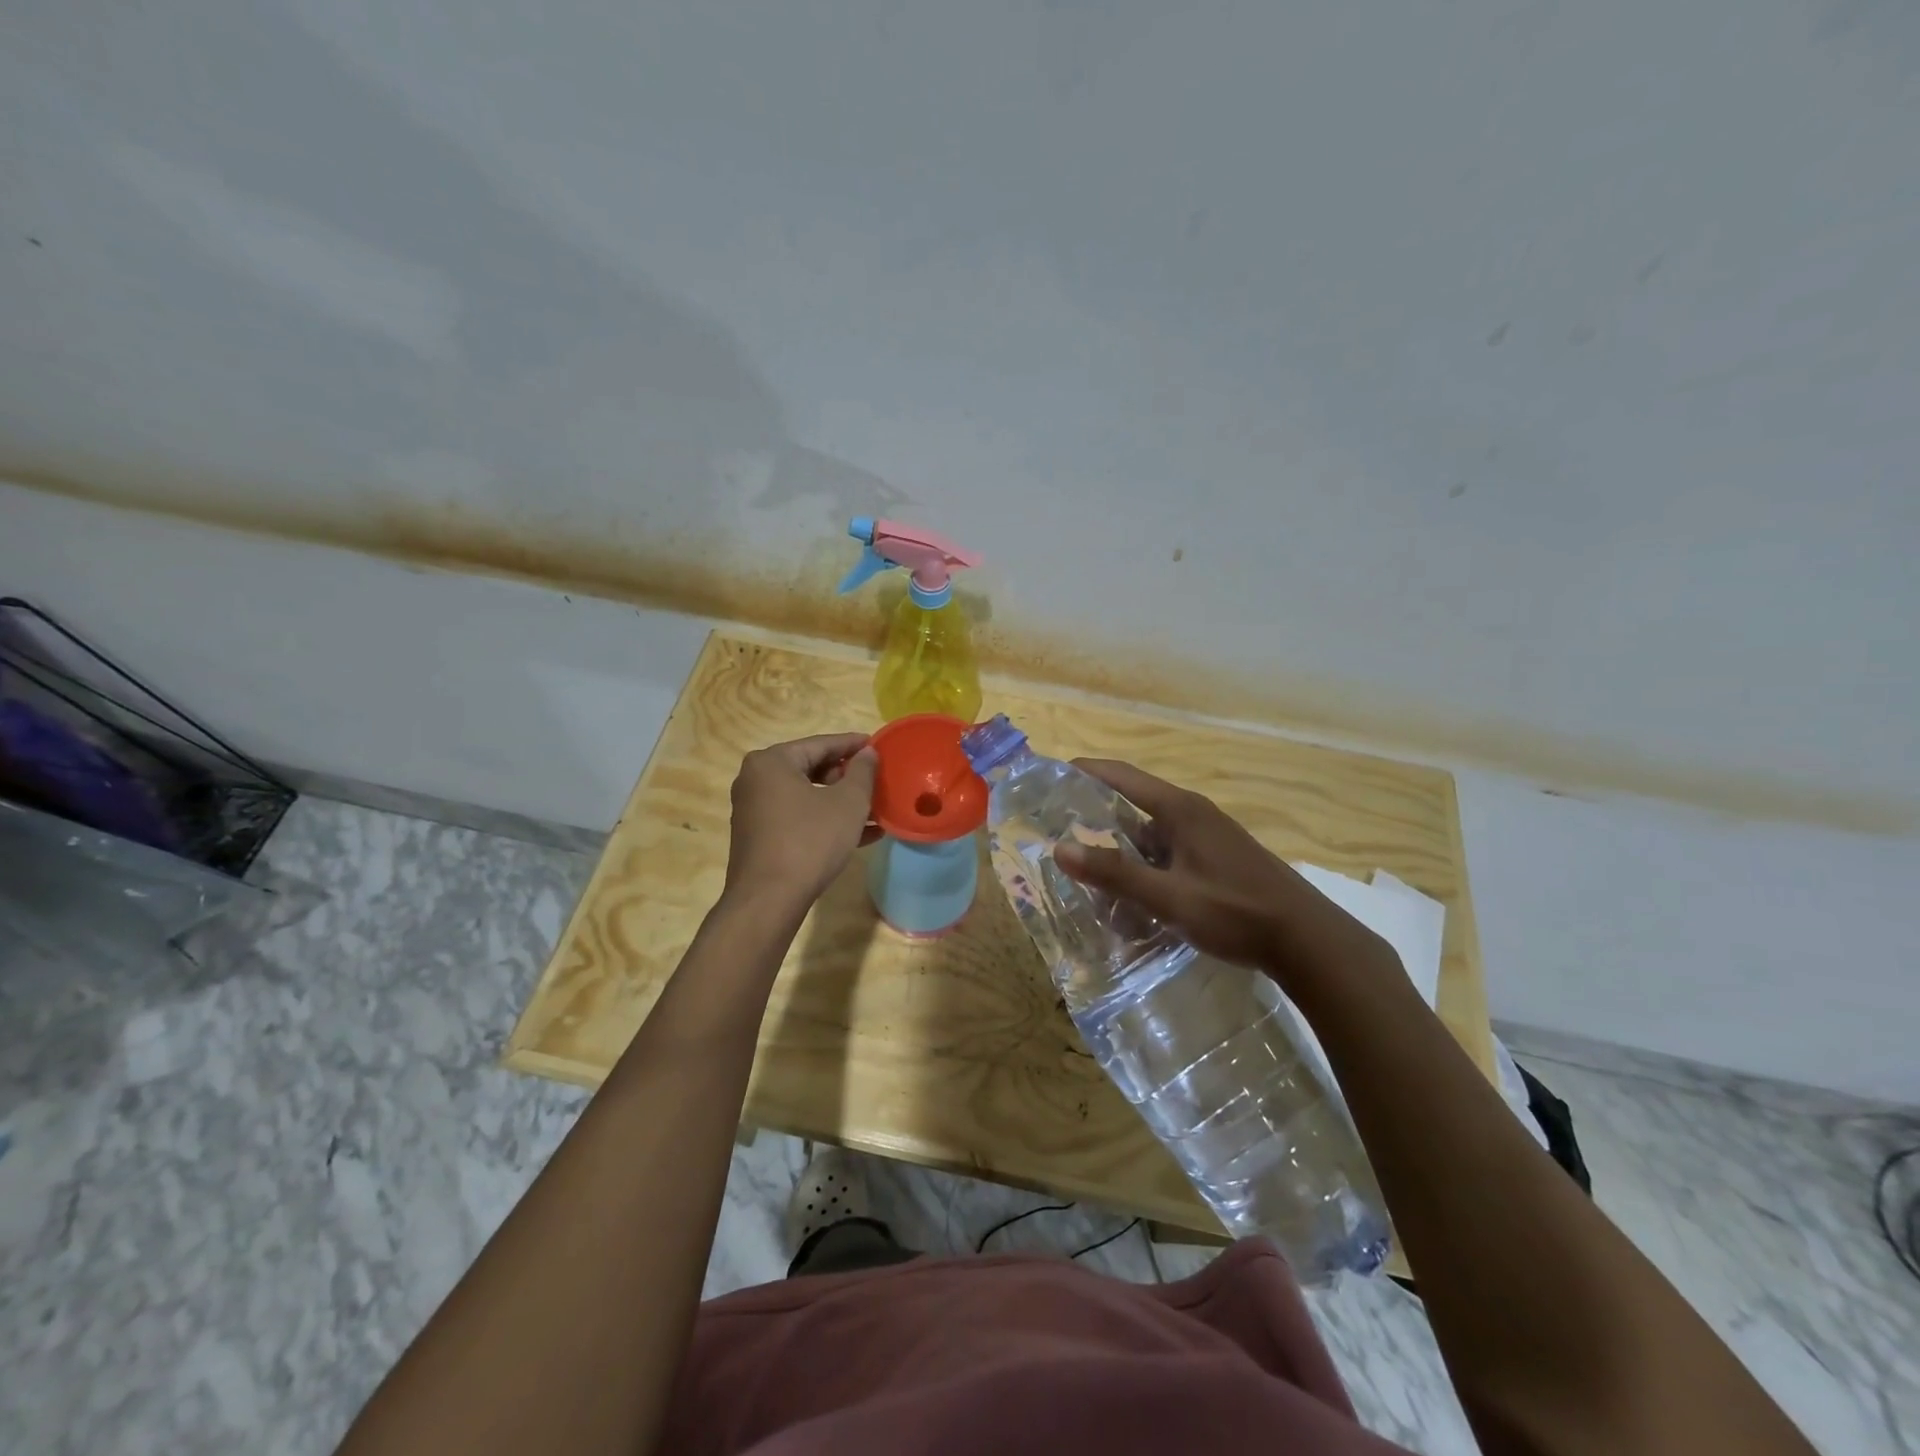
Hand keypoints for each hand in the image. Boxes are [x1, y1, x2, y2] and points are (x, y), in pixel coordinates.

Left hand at [722, 733, 879, 911]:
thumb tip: (868, 753)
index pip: (821, 744)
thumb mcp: (848, 803)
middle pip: (811, 768)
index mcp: (772, 762)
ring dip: (841, 802)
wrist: (768, 900)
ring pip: (807, 796)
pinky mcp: (759, 837)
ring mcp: (755, 810)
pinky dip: (825, 821)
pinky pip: (798, 818)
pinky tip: (861, 835)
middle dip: (848, 777)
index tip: (878, 745)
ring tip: (876, 810)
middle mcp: (756, 780)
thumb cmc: (810, 841)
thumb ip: (862, 772)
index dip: (853, 745)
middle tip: (877, 781)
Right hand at [1055, 759, 1399, 987]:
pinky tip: (1132, 889)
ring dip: (1120, 842)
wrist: (1308, 941)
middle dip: (1095, 810)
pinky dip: (1143, 861)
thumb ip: (1115, 874)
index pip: (1122, 776)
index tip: (1050, 774)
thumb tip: (1060, 848)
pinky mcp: (1219, 858)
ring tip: (1087, 862)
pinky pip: (1168, 850)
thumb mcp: (1169, 898)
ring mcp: (1209, 836)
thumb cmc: (1236, 912)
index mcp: (1180, 810)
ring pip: (1151, 831)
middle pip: (1134, 800)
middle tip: (1057, 824)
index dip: (1084, 771)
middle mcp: (1193, 813)